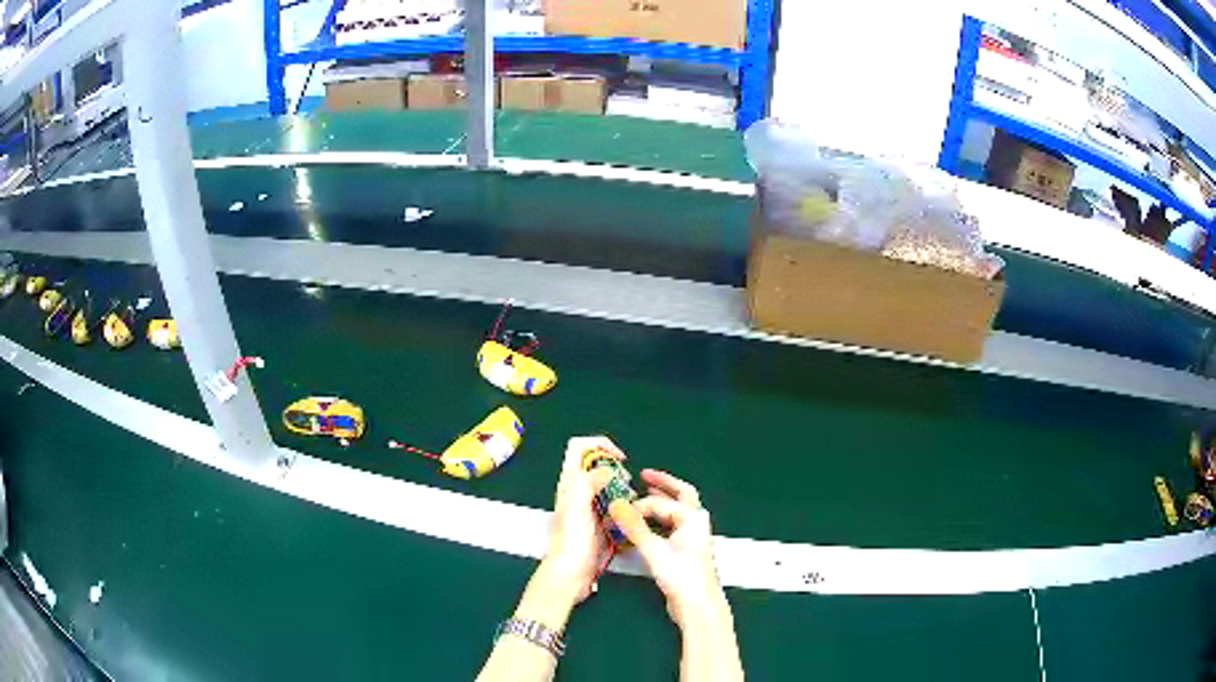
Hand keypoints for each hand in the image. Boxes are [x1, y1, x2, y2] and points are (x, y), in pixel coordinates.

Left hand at [539, 436, 619, 604]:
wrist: (570, 576)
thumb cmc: (572, 543)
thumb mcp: (577, 508)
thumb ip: (587, 483)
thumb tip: (606, 470)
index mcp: (569, 483)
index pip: (579, 447)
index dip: (600, 444)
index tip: (619, 459)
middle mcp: (577, 492)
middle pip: (596, 464)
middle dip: (616, 468)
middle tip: (626, 483)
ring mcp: (588, 508)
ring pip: (607, 486)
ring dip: (622, 489)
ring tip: (630, 501)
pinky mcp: (598, 524)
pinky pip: (614, 507)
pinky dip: (624, 508)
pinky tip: (628, 519)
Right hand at [612, 469, 729, 630]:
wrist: (697, 605)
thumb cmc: (681, 576)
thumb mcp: (654, 550)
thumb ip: (634, 527)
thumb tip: (616, 505)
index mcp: (692, 517)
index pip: (659, 503)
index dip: (637, 505)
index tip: (617, 509)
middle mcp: (695, 522)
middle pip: (680, 495)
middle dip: (663, 484)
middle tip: (644, 475)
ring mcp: (692, 537)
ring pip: (676, 511)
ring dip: (660, 503)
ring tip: (643, 496)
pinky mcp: (685, 551)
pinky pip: (672, 526)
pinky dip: (659, 520)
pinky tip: (646, 525)